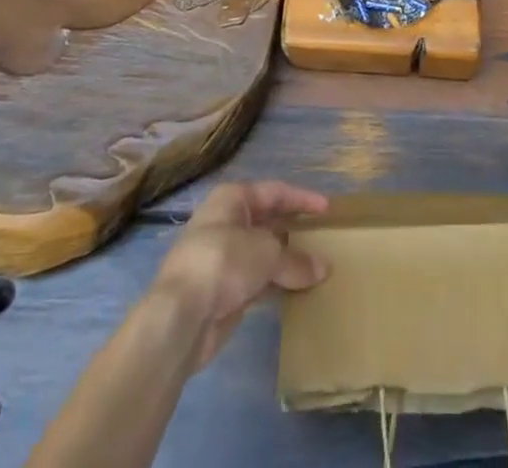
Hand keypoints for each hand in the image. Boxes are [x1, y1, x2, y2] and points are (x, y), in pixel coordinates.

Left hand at [148, 181, 328, 370]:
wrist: (180, 317)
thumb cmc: (223, 262)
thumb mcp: (267, 254)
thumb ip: (296, 260)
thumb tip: (323, 268)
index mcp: (232, 199)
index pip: (275, 192)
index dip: (302, 199)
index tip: (327, 210)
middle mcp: (226, 222)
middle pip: (267, 222)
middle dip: (294, 231)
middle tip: (322, 239)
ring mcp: (222, 258)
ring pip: (262, 253)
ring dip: (286, 261)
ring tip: (315, 268)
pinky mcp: (222, 291)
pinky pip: (256, 281)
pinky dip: (275, 284)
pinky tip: (295, 292)